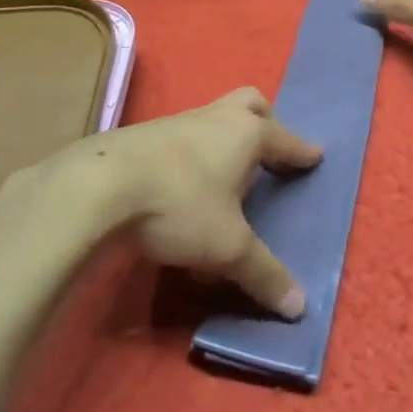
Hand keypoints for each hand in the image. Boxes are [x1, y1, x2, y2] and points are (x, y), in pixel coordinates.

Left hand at [79, 88, 321, 318]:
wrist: (97, 186)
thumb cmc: (179, 206)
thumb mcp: (227, 247)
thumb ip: (263, 273)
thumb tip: (299, 308)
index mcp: (245, 133)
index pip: (284, 138)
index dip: (301, 151)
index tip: (315, 157)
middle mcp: (213, 118)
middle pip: (249, 104)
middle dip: (265, 122)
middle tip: (271, 149)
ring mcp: (175, 123)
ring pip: (211, 120)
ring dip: (224, 142)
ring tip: (226, 179)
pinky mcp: (141, 136)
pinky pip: (180, 140)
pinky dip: (192, 157)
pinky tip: (182, 192)